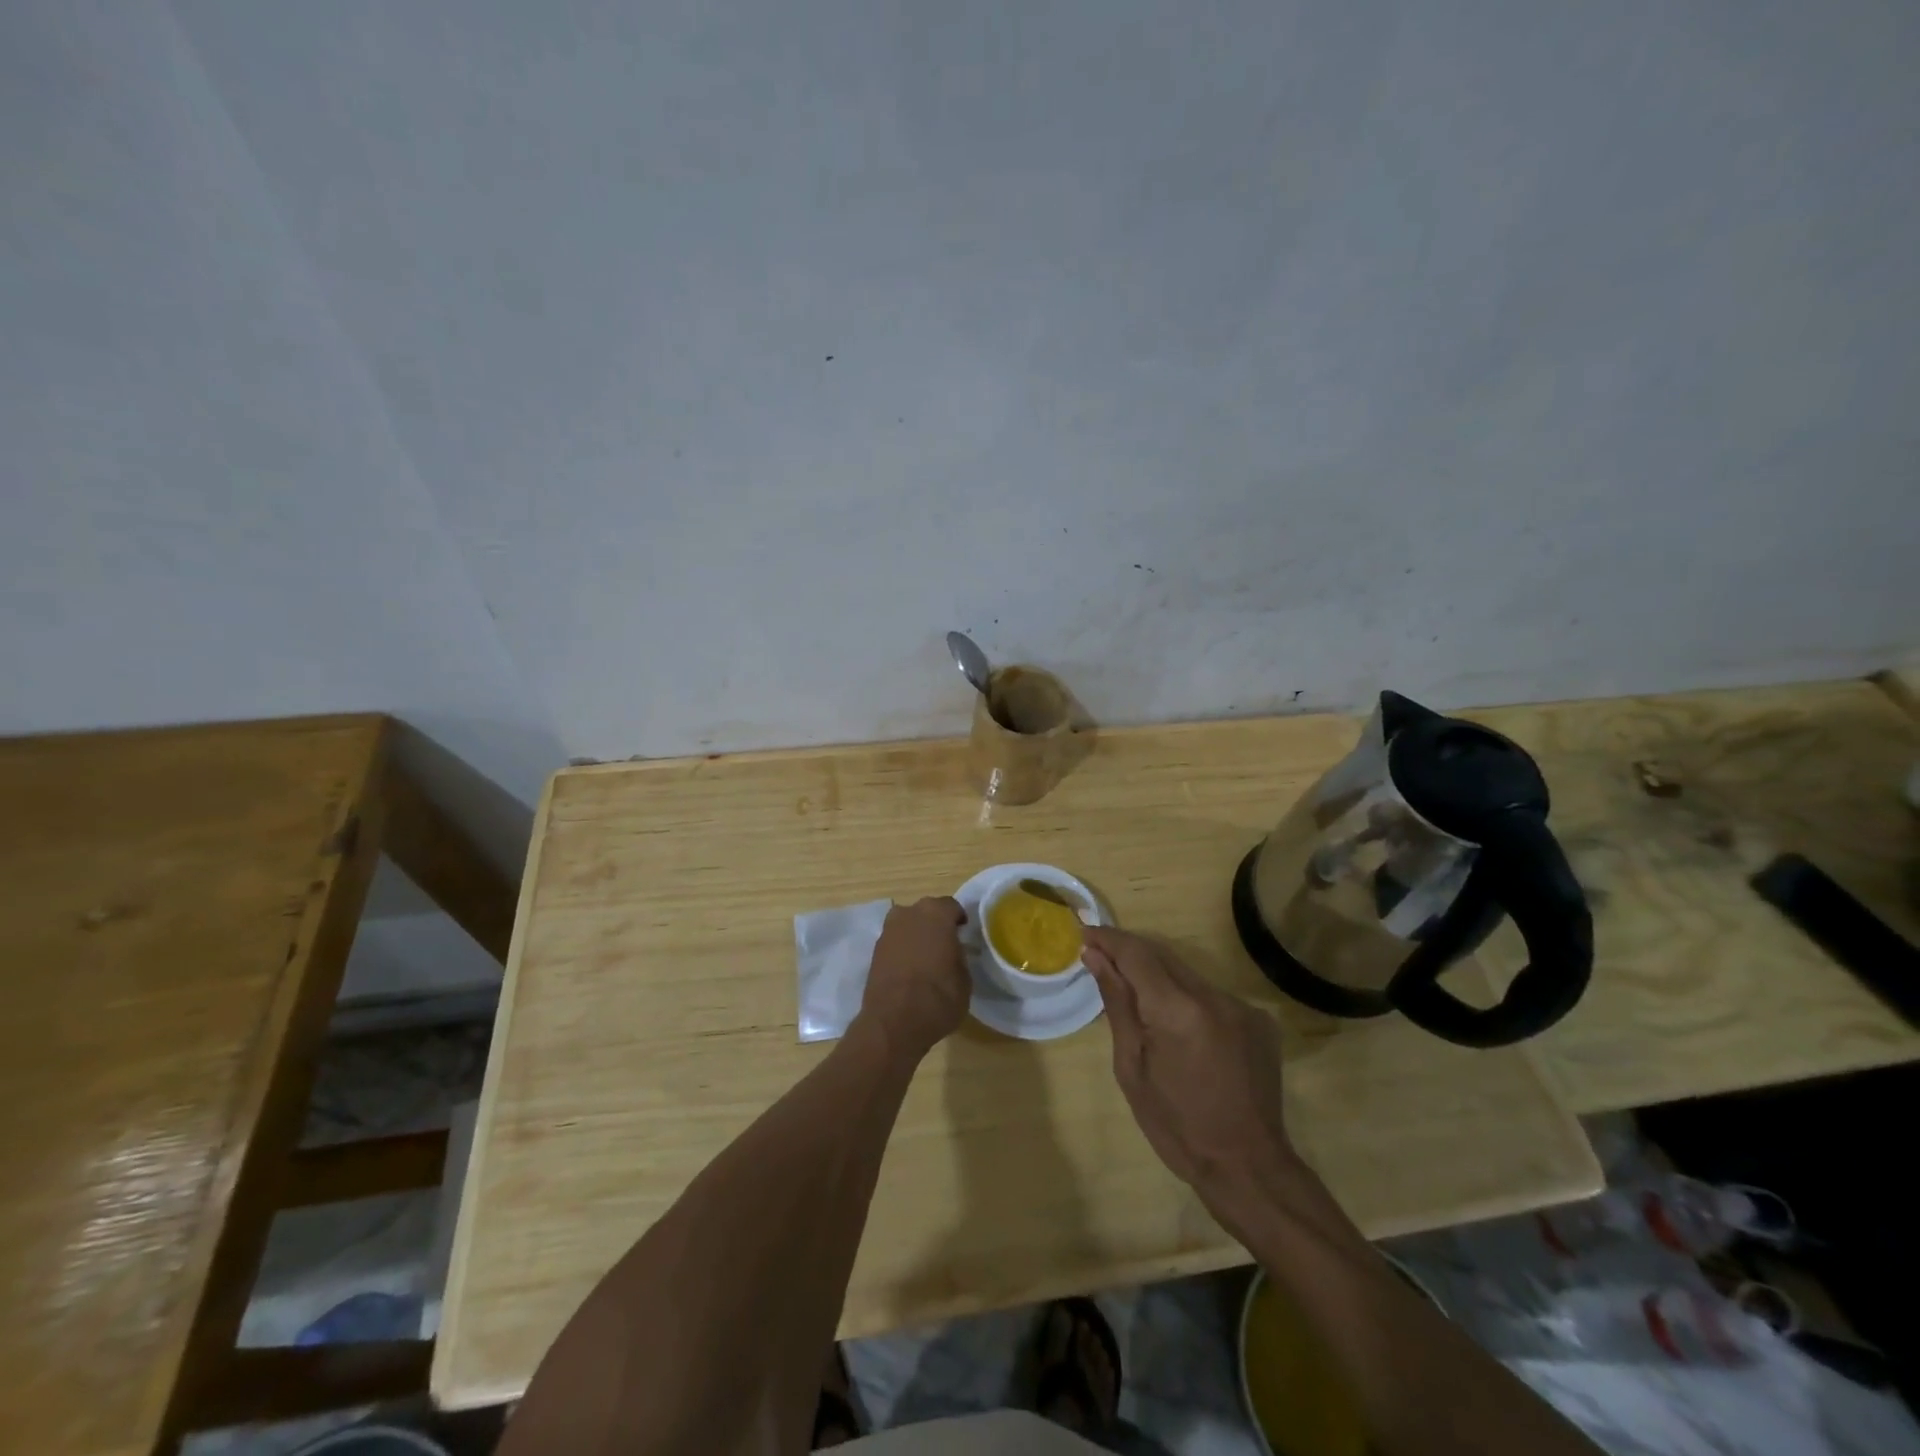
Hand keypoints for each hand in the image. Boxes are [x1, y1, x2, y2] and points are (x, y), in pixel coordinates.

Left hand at [856, 897, 970, 1059]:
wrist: (893, 1023)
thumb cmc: (938, 997)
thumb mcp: (964, 979)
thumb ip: (959, 956)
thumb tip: (953, 952)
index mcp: (936, 913)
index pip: (951, 906)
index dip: (958, 920)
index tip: (963, 935)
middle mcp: (909, 913)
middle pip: (926, 912)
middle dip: (935, 925)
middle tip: (946, 945)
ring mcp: (888, 931)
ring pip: (907, 925)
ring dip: (916, 936)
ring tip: (926, 958)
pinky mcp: (874, 951)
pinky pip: (895, 942)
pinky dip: (903, 950)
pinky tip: (910, 970)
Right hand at [1083, 927, 1297, 1218]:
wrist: (1247, 1167)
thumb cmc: (1176, 1126)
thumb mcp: (1131, 1067)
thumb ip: (1117, 1004)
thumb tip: (1095, 957)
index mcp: (1177, 1010)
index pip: (1136, 953)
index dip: (1108, 939)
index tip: (1084, 933)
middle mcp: (1213, 996)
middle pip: (1163, 956)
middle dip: (1130, 953)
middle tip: (1100, 957)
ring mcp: (1241, 1006)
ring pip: (1188, 974)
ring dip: (1159, 977)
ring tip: (1135, 995)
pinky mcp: (1259, 1020)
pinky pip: (1211, 995)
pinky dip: (1187, 999)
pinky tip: (1178, 1026)